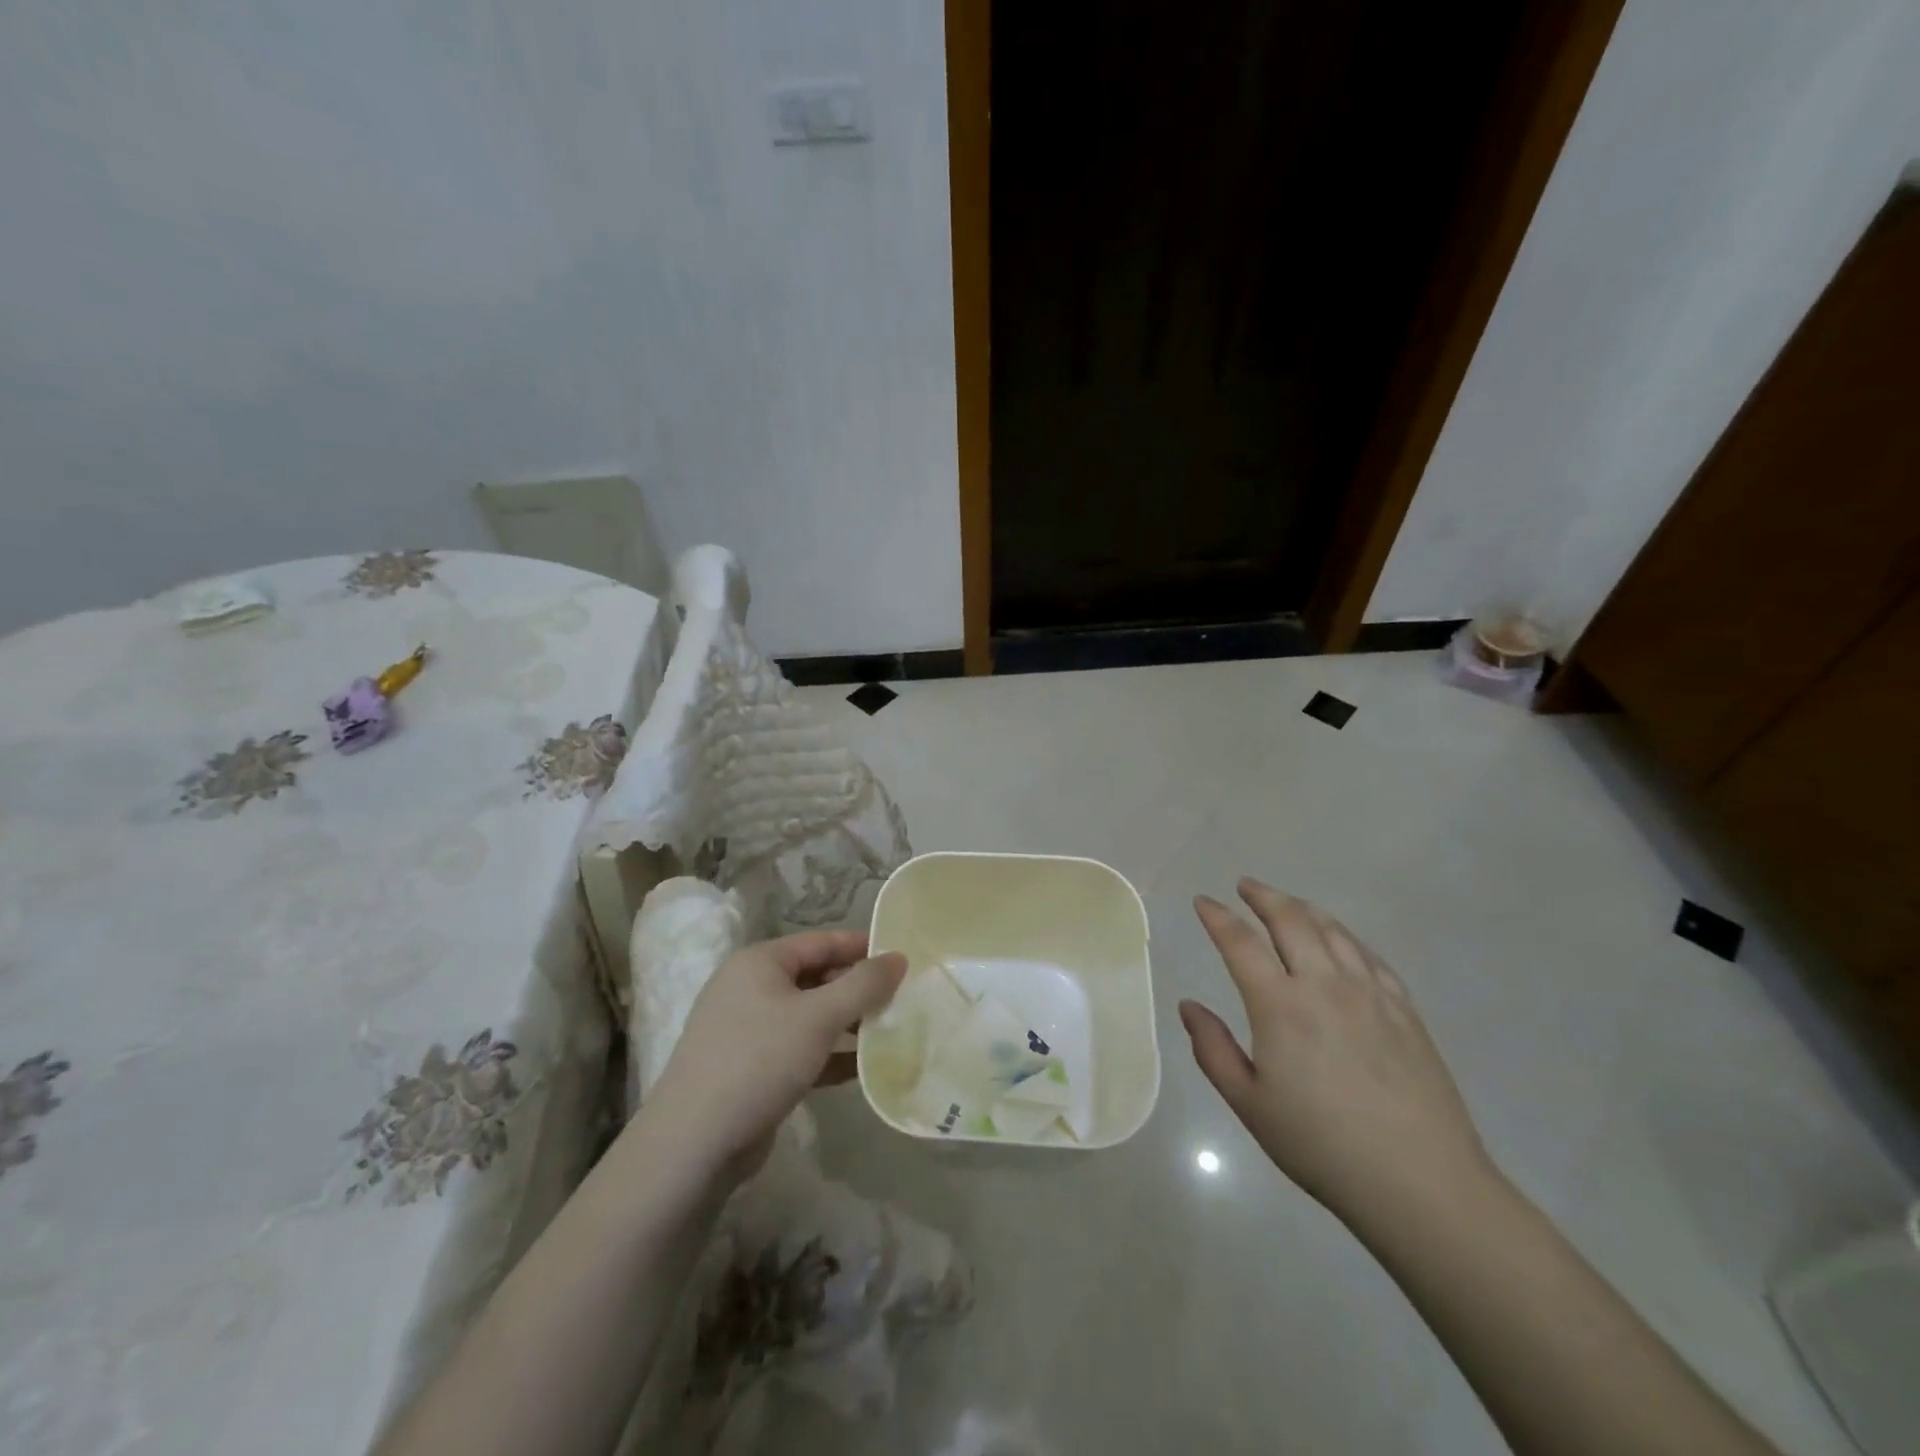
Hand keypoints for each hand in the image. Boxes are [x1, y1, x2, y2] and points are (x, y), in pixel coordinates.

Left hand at [644, 930, 905, 1183]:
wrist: (693, 1145)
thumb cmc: (759, 1061)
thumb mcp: (819, 1017)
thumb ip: (863, 985)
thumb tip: (899, 957)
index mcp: (760, 962)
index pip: (821, 942)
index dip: (862, 947)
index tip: (902, 959)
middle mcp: (750, 988)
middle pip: (816, 977)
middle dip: (857, 989)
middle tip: (901, 999)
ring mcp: (748, 1030)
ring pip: (810, 1016)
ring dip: (847, 1024)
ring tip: (891, 1032)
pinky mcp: (751, 1068)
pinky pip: (800, 1049)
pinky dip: (829, 1055)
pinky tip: (863, 1069)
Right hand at [1181, 879, 1491, 1225]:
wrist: (1420, 1183)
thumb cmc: (1322, 1146)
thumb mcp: (1249, 1105)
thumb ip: (1213, 1049)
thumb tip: (1188, 1006)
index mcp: (1280, 1006)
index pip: (1241, 943)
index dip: (1218, 917)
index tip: (1203, 902)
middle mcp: (1324, 985)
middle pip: (1291, 921)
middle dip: (1263, 897)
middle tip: (1245, 886)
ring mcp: (1370, 994)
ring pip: (1332, 930)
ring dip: (1303, 908)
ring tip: (1287, 903)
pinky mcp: (1404, 1010)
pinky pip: (1369, 955)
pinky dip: (1344, 935)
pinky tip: (1340, 939)